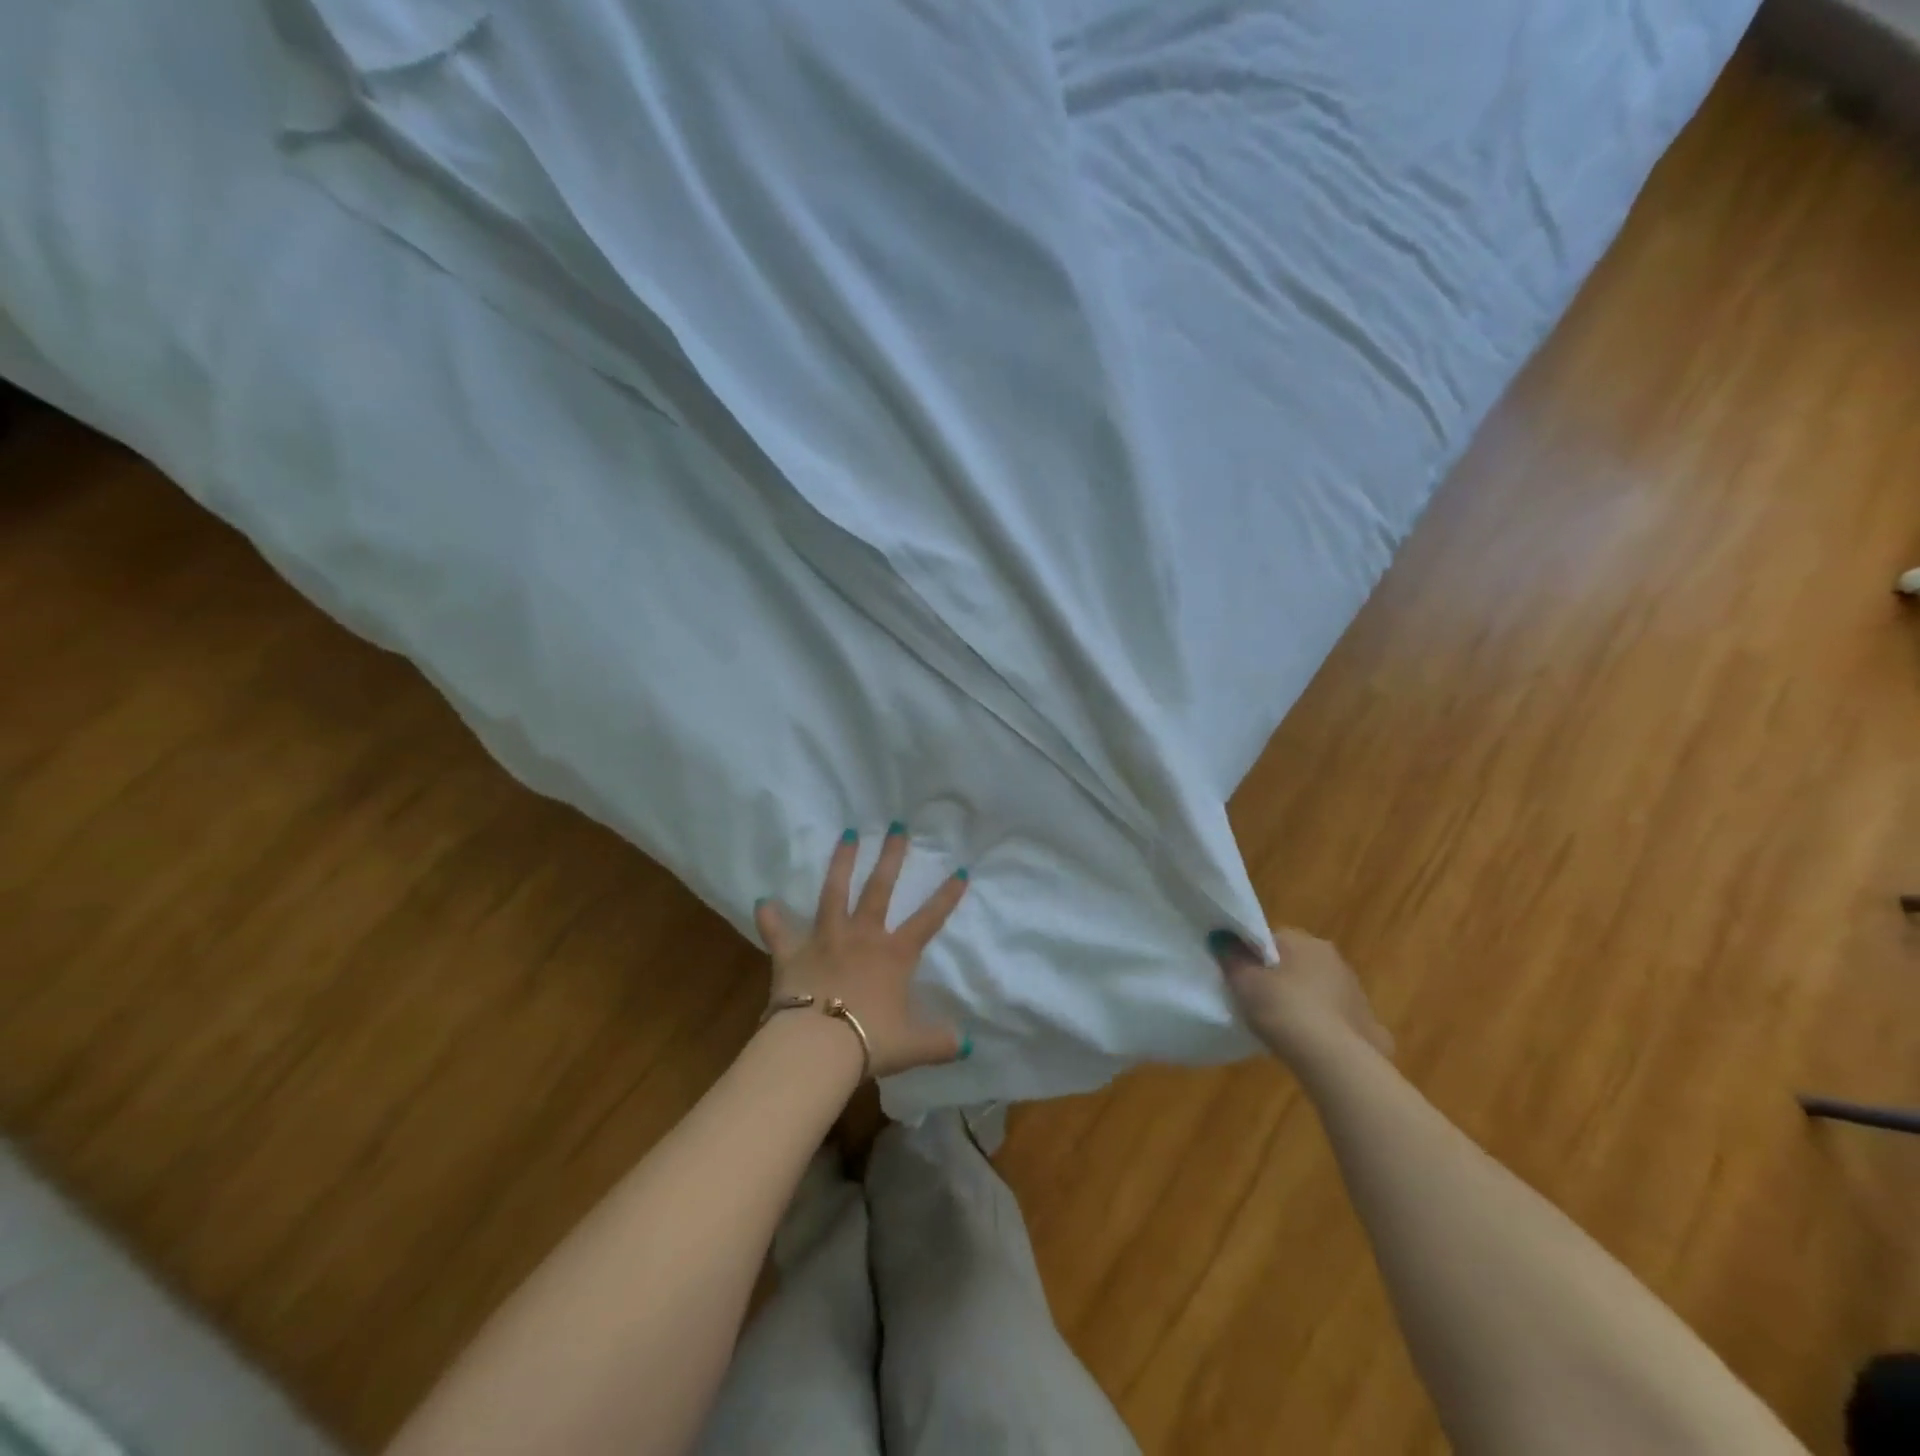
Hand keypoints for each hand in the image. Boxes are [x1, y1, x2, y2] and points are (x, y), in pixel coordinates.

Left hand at [755, 826, 970, 1078]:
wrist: (817, 1048)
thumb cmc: (869, 1042)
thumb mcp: (912, 1046)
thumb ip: (938, 1043)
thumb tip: (965, 1046)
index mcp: (893, 956)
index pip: (928, 920)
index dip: (946, 896)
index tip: (960, 870)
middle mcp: (862, 937)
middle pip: (879, 889)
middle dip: (890, 857)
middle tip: (896, 827)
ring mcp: (825, 940)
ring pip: (834, 893)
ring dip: (841, 863)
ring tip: (847, 834)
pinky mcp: (792, 953)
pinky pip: (779, 932)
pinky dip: (771, 918)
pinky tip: (763, 901)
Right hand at [1210, 927, 1393, 1069]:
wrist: (1335, 1061)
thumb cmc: (1284, 1009)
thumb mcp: (1244, 981)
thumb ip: (1231, 957)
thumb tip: (1222, 937)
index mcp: (1306, 942)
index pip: (1273, 940)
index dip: (1254, 957)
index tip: (1242, 978)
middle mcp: (1336, 960)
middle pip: (1298, 964)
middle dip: (1282, 979)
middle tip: (1260, 1003)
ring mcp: (1357, 993)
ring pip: (1320, 992)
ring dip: (1306, 1003)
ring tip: (1285, 1028)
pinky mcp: (1370, 1026)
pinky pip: (1338, 1021)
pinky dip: (1326, 1028)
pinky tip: (1313, 1047)